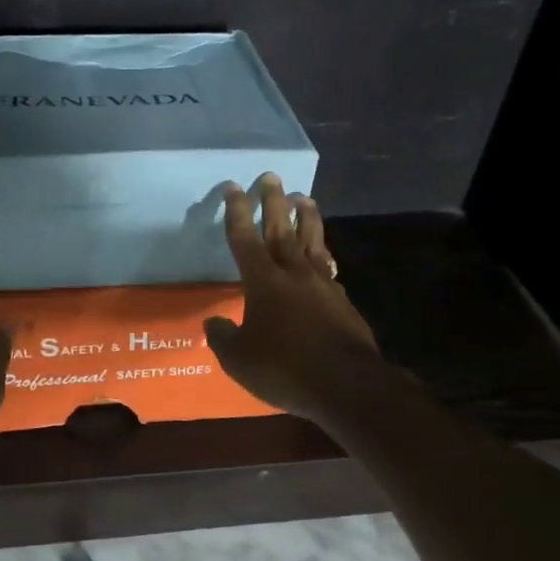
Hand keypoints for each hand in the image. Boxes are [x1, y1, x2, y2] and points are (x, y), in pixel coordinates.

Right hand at [204, 174, 382, 424]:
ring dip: (306, 217)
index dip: (236, 212)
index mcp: (263, 282)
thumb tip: (214, 323)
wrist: (346, 384)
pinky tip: (323, 256)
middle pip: (281, 229)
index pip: (244, 238)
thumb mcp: (238, 360)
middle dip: (273, 201)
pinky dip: (322, 254)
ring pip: (312, 241)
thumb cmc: (284, 368)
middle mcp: (293, 274)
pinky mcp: (342, 301)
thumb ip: (223, 337)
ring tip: (304, 197)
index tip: (233, 187)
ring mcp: (322, 285)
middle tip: (271, 176)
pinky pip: (328, 267)